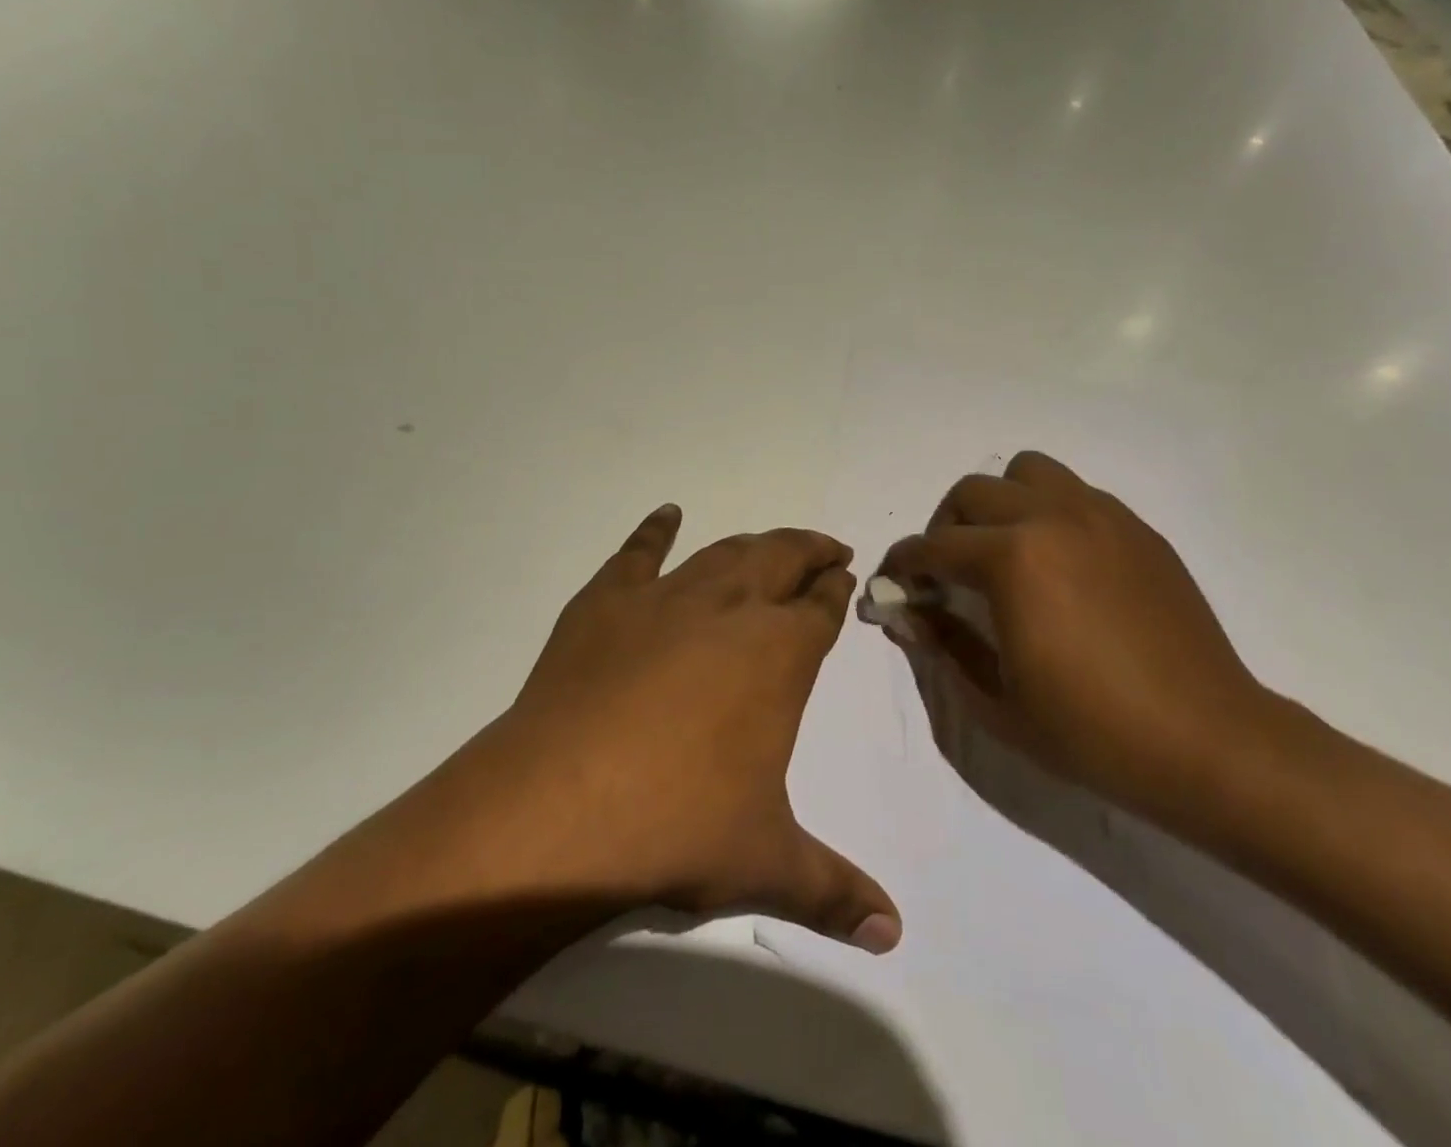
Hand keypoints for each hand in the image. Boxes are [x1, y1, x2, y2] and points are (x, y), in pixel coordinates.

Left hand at [475, 505, 901, 952]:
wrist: (557, 809)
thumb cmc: (676, 827)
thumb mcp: (764, 864)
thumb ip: (834, 892)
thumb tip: (893, 935)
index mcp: (778, 653)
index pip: (820, 606)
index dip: (836, 588)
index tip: (845, 576)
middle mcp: (729, 608)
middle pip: (781, 558)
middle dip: (809, 550)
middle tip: (825, 548)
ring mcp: (664, 598)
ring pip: (723, 551)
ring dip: (754, 543)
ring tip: (769, 544)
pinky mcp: (606, 602)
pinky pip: (637, 553)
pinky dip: (654, 530)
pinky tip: (666, 514)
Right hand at [877, 452, 1273, 814]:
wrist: (1207, 742)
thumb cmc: (1091, 732)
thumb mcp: (996, 703)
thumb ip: (943, 646)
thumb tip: (907, 614)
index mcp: (1013, 559)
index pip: (933, 546)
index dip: (903, 564)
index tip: (894, 583)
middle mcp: (1052, 517)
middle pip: (972, 493)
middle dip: (945, 529)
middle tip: (948, 573)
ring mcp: (1101, 516)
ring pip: (1027, 472)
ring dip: (1000, 503)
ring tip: (1005, 550)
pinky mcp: (1136, 528)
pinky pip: (1074, 493)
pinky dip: (1048, 512)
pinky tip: (1059, 563)